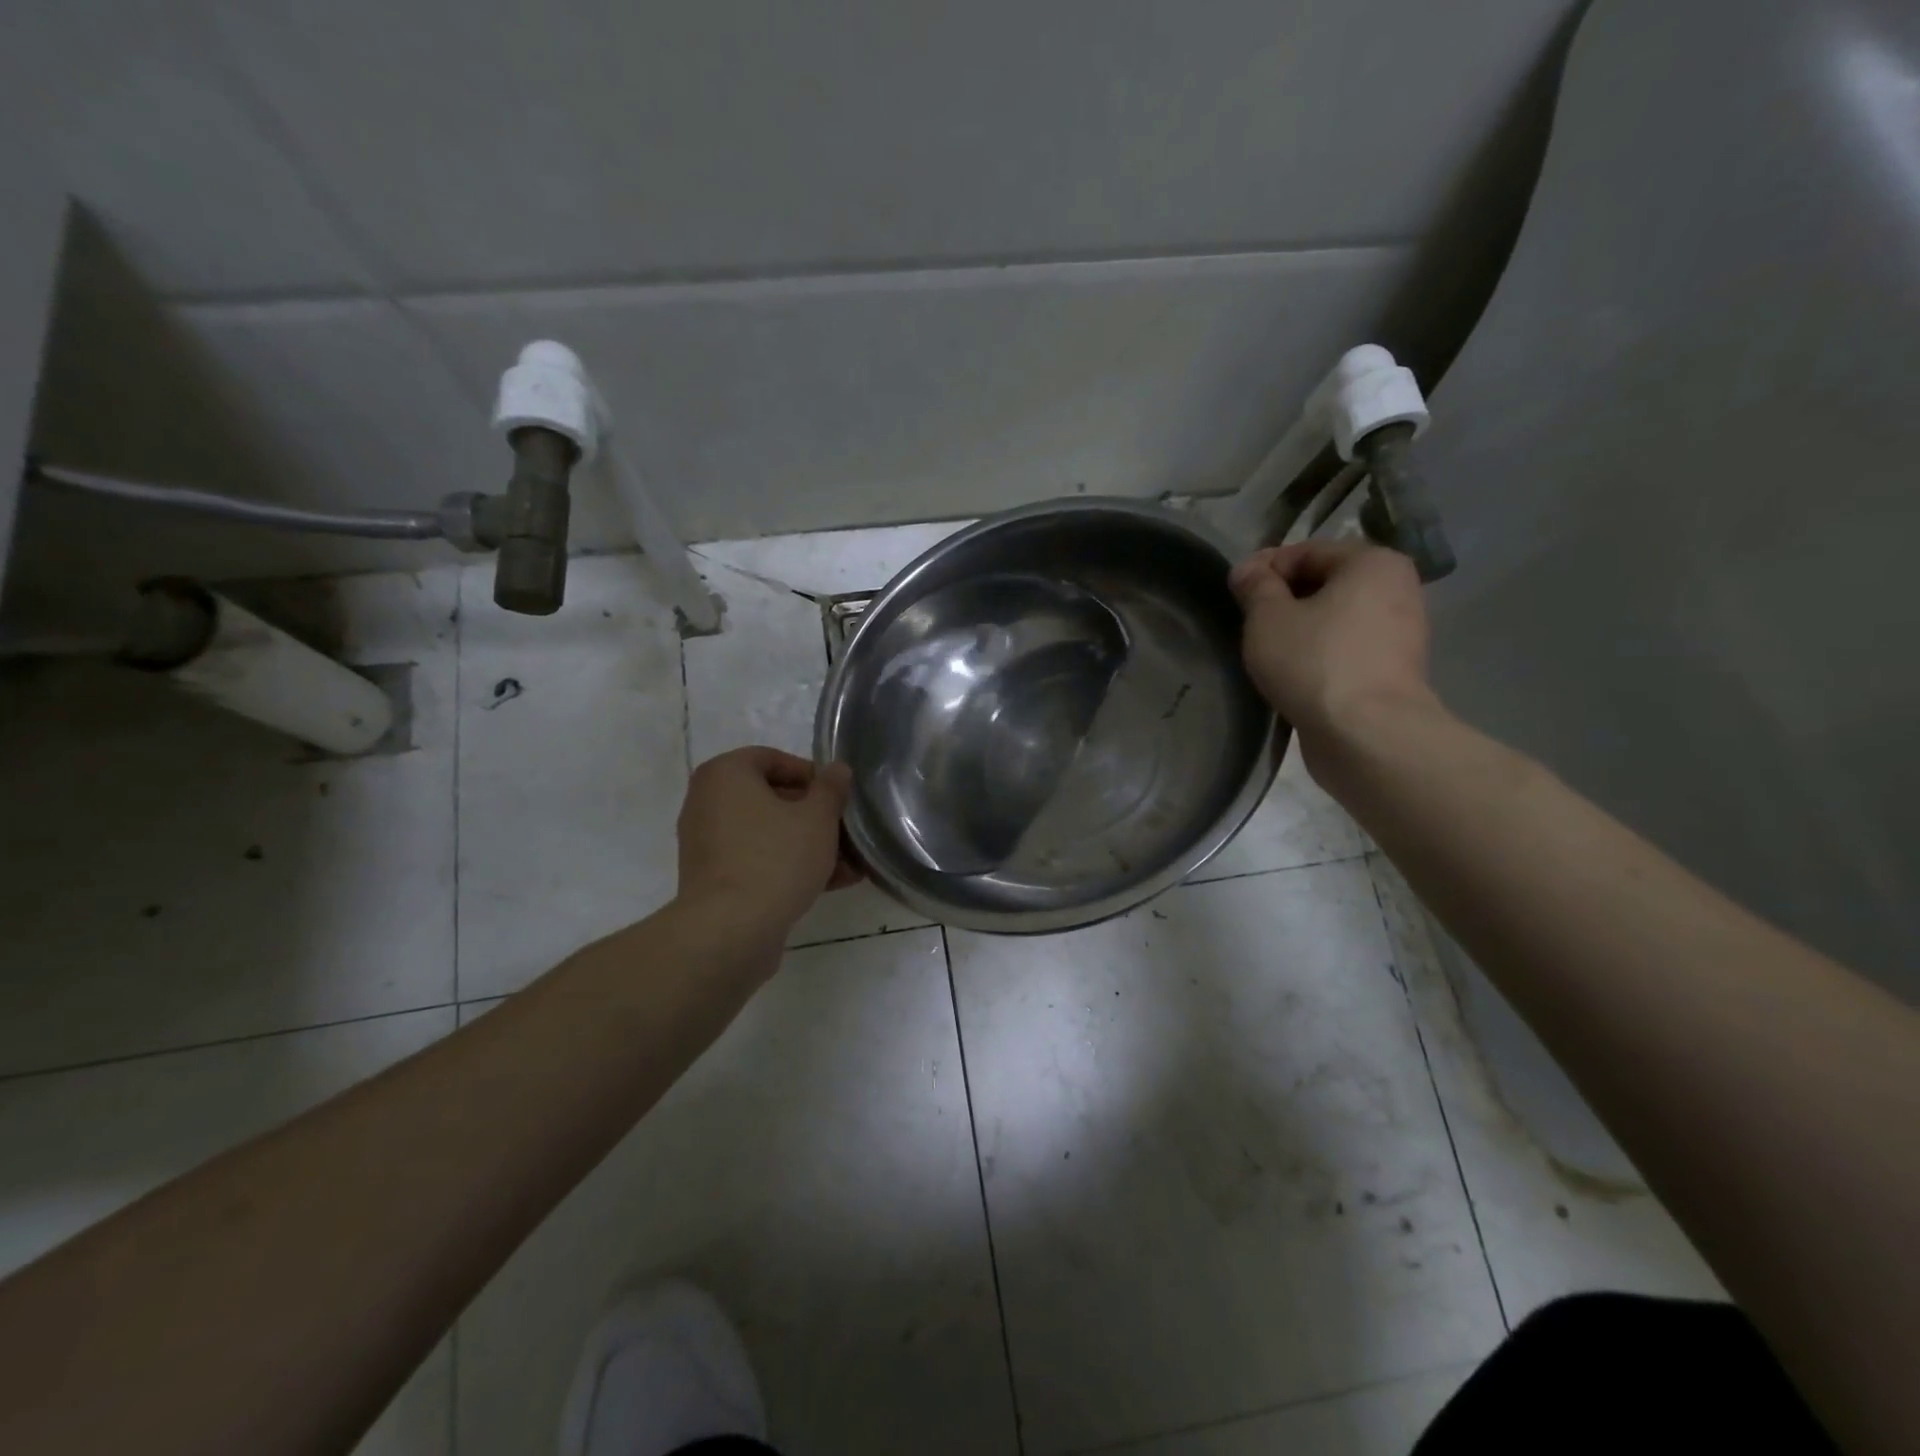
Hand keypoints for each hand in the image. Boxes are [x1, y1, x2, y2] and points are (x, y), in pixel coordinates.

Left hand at [675, 747, 859, 935]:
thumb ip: (831, 788)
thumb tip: (837, 769)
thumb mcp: (818, 817)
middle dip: (816, 817)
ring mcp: (707, 843)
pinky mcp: (714, 878)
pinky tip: (830, 884)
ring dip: (809, 846)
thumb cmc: (776, 858)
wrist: (730, 930)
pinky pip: (757, 860)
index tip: (838, 797)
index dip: (811, 775)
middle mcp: (708, 802)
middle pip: (772, 799)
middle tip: (848, 833)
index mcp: (725, 774)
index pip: (773, 759)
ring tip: (849, 867)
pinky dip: (788, 866)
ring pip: (769, 834)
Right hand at [1228, 541, 1435, 765]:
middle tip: (1247, 624)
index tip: (1234, 593)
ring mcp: (1400, 633)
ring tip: (1266, 652)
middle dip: (1283, 600)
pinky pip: (1346, 649)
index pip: (1306, 552)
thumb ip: (1255, 586)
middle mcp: (1397, 589)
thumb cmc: (1314, 662)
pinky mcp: (1393, 671)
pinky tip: (1293, 674)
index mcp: (1373, 562)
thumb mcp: (1268, 617)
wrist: (1366, 735)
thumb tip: (1248, 570)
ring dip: (1300, 630)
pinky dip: (1319, 655)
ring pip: (1335, 619)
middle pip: (1324, 584)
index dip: (1264, 569)